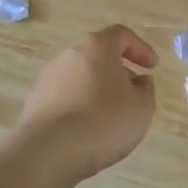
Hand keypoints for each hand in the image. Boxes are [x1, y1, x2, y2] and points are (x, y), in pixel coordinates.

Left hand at [18, 26, 157, 179]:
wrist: (49, 152)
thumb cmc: (104, 122)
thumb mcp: (142, 107)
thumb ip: (146, 89)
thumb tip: (138, 81)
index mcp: (97, 48)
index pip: (121, 35)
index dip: (141, 48)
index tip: (152, 67)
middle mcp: (69, 55)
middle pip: (99, 55)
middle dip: (119, 70)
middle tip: (133, 91)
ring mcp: (48, 78)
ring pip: (81, 76)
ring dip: (99, 89)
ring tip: (111, 114)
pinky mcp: (36, 101)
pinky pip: (66, 96)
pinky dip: (81, 105)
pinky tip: (89, 128)